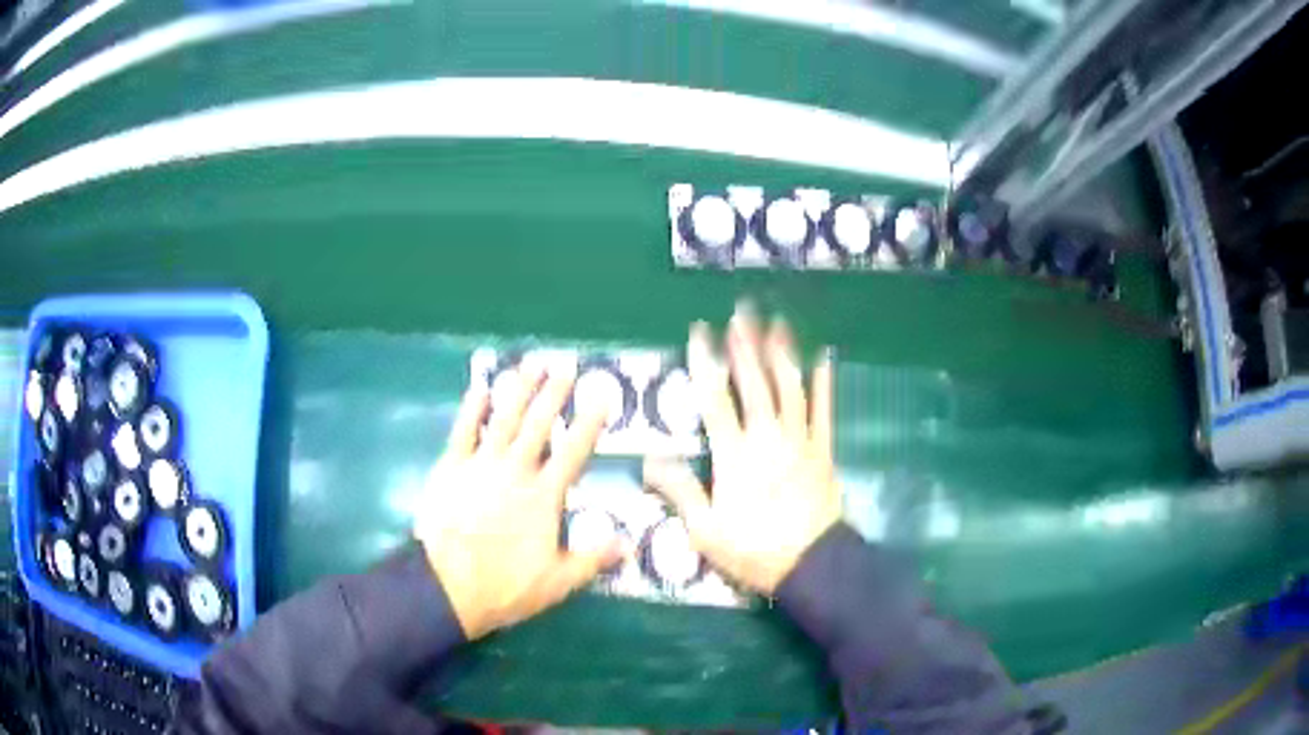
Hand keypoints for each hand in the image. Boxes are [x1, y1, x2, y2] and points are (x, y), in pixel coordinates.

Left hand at [415, 358, 618, 639]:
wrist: (448, 586)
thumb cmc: (506, 585)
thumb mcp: (558, 581)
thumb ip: (593, 558)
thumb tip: (628, 543)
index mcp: (544, 496)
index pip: (574, 452)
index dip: (590, 423)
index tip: (602, 397)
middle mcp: (515, 471)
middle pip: (539, 425)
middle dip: (554, 394)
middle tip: (565, 366)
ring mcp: (480, 466)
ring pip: (503, 419)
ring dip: (518, 390)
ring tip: (530, 365)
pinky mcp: (450, 468)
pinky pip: (463, 431)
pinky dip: (472, 409)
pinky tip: (480, 388)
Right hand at [644, 302, 839, 593]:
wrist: (812, 565)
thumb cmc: (755, 549)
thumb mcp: (705, 530)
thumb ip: (679, 491)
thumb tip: (649, 459)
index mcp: (735, 455)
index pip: (716, 399)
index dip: (706, 363)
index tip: (700, 332)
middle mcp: (768, 438)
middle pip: (755, 383)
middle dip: (746, 344)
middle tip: (741, 311)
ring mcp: (800, 441)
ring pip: (790, 388)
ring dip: (782, 353)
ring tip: (777, 322)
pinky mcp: (823, 450)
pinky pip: (824, 411)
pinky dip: (824, 384)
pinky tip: (824, 358)